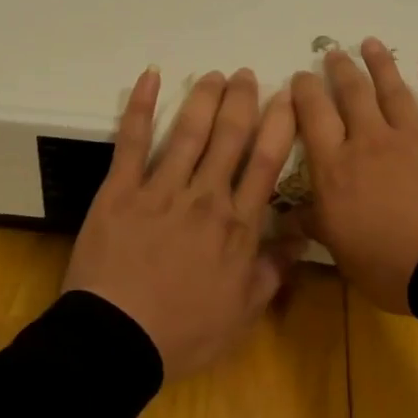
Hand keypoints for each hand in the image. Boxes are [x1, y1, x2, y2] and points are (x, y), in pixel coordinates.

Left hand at [64, 67, 301, 378]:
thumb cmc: (184, 333)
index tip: (288, 96)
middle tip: (247, 75)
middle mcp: (205, 196)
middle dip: (241, 101)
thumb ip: (273, 269)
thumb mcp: (243, 312)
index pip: (266, 161)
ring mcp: (160, 190)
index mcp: (238, 225)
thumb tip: (300, 236)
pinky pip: (132, 142)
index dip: (279, 124)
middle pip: (230, 137)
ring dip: (204, 98)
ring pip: (189, 132)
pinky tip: (149, 77)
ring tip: (214, 75)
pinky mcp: (120, 191)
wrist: (116, 341)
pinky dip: (140, 107)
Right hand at [291, 39, 417, 313]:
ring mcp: (412, 137)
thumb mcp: (341, 251)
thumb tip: (288, 215)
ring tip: (370, 43)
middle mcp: (370, 142)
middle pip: (352, 95)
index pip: (313, 118)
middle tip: (333, 53)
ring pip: (392, 91)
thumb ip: (315, 224)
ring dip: (380, 64)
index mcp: (337, 168)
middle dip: (340, 70)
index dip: (304, 93)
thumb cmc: (389, 264)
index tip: (300, 77)